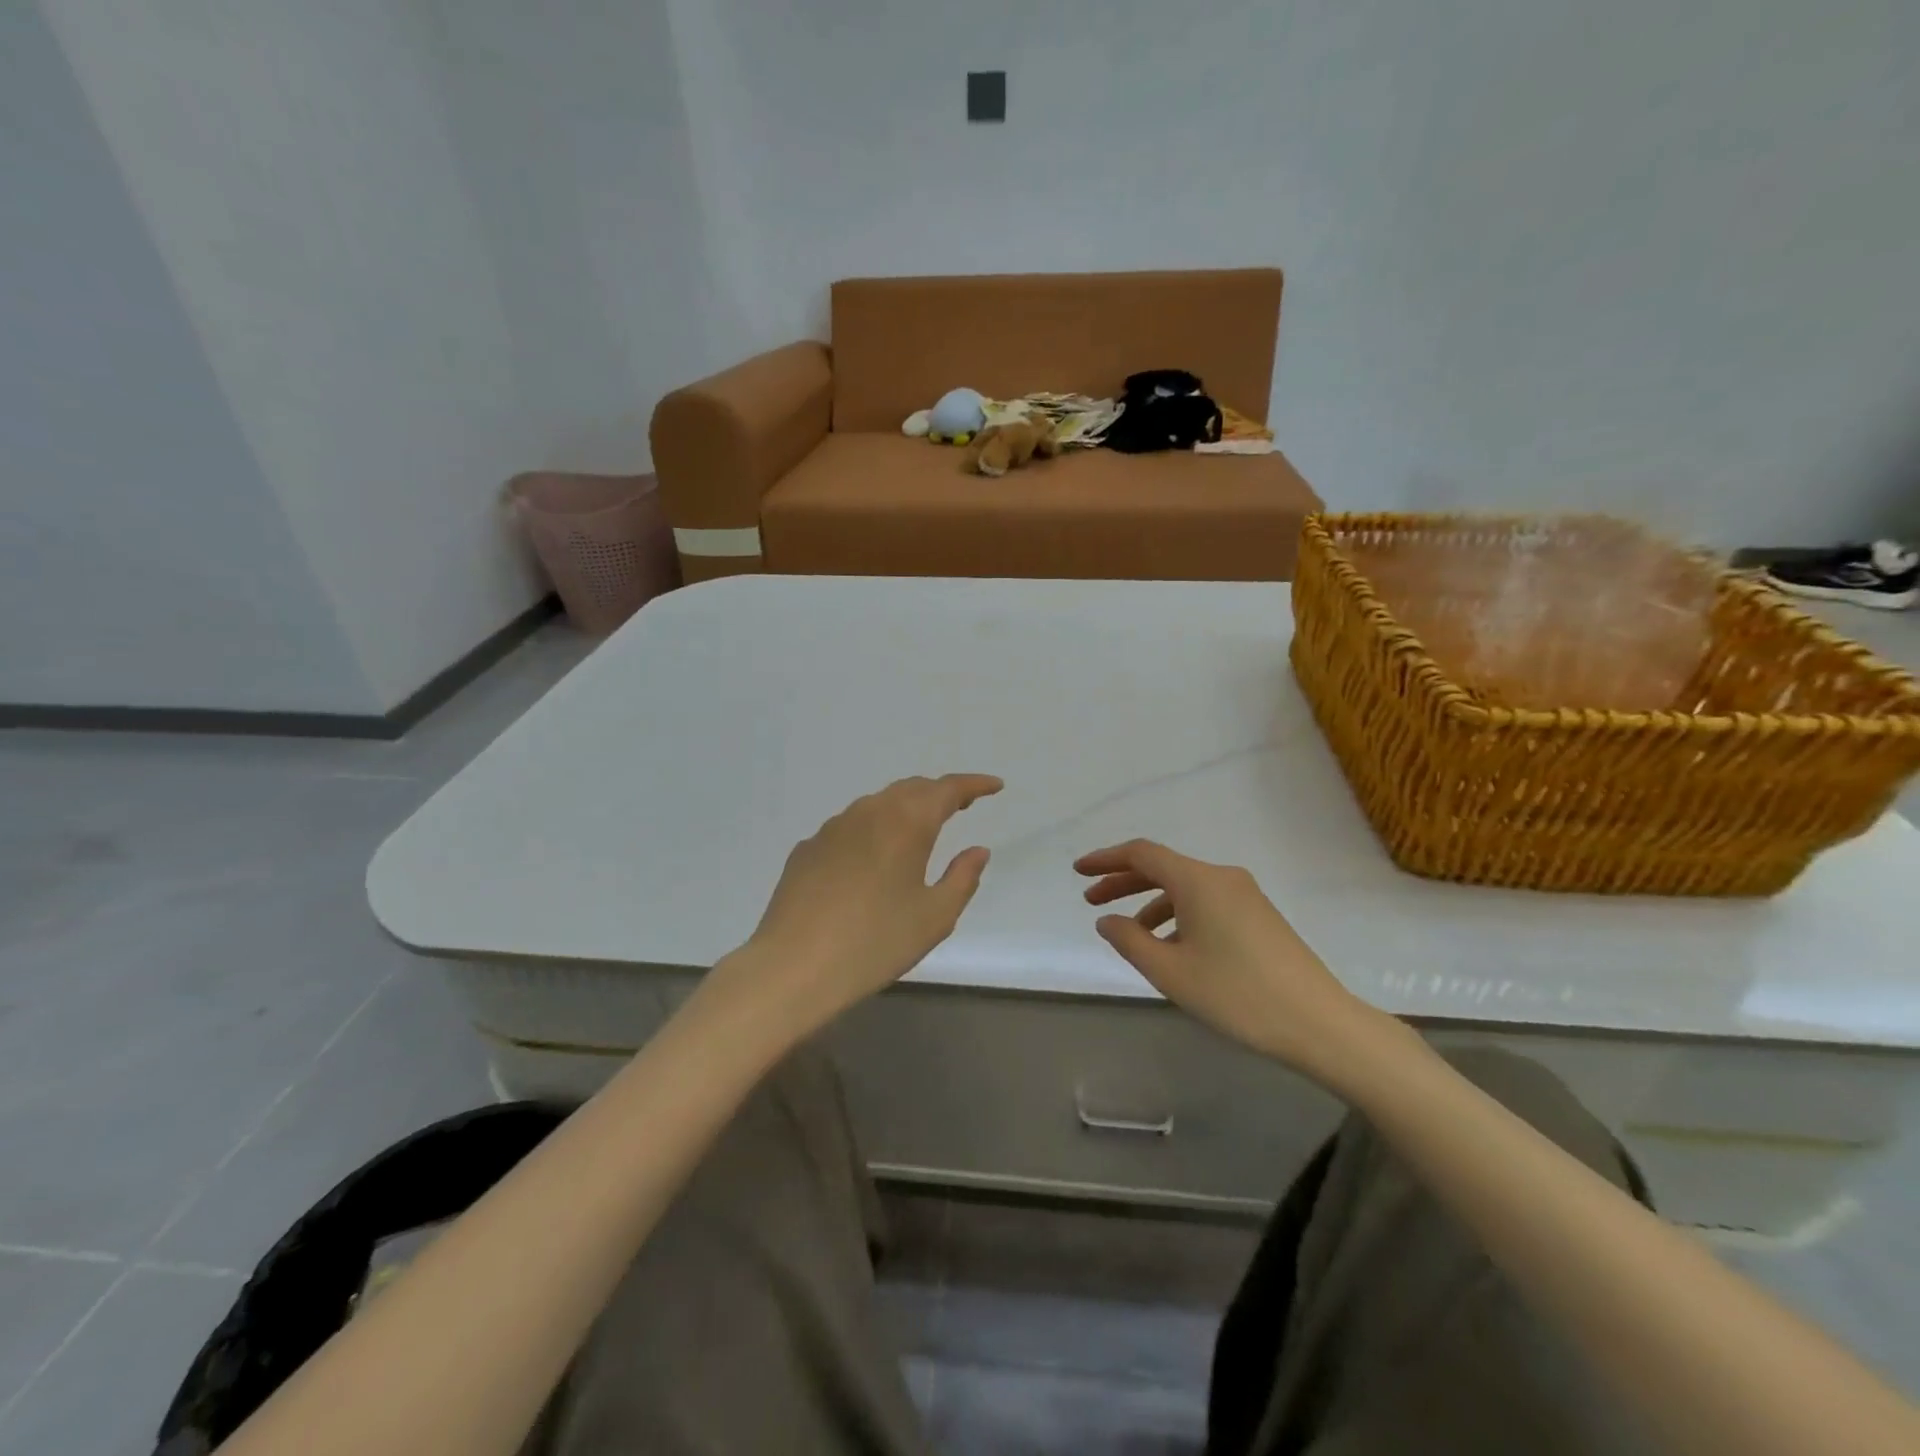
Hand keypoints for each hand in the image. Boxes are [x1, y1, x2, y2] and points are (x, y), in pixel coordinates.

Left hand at [721, 774, 1002, 1036]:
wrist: (793, 966)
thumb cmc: (875, 942)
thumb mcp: (934, 917)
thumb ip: (962, 878)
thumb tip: (977, 850)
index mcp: (906, 822)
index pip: (947, 789)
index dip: (974, 784)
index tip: (995, 787)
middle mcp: (869, 812)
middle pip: (911, 789)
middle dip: (940, 793)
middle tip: (963, 805)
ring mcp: (832, 827)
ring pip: (878, 804)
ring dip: (905, 808)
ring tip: (920, 828)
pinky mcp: (807, 848)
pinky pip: (850, 827)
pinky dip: (873, 830)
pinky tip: (872, 858)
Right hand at [1075, 839, 1393, 1086]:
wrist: (1319, 1023)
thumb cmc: (1237, 995)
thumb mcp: (1171, 972)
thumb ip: (1130, 940)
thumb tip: (1107, 920)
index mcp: (1198, 880)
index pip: (1141, 854)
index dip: (1105, 860)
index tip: (1078, 872)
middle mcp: (1222, 877)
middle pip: (1162, 867)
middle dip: (1123, 882)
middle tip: (1091, 901)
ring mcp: (1245, 895)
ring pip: (1184, 887)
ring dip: (1150, 902)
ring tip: (1129, 934)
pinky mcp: (1259, 916)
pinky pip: (1206, 902)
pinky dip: (1178, 915)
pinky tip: (1172, 947)